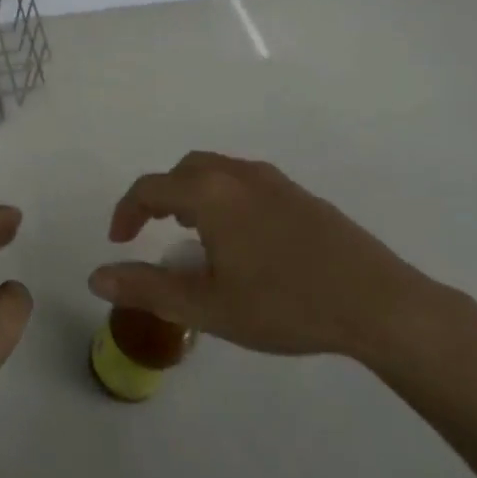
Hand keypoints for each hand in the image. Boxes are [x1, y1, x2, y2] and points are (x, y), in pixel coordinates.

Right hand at [89, 152, 448, 361]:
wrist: (381, 304)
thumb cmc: (285, 304)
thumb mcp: (207, 306)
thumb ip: (146, 288)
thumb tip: (96, 277)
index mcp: (210, 194)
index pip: (150, 189)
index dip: (127, 212)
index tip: (120, 242)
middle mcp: (238, 175)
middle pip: (183, 171)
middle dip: (160, 197)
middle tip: (154, 232)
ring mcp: (275, 182)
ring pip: (217, 172)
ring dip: (193, 195)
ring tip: (194, 235)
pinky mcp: (302, 196)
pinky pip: (246, 182)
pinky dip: (224, 198)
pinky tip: (242, 240)